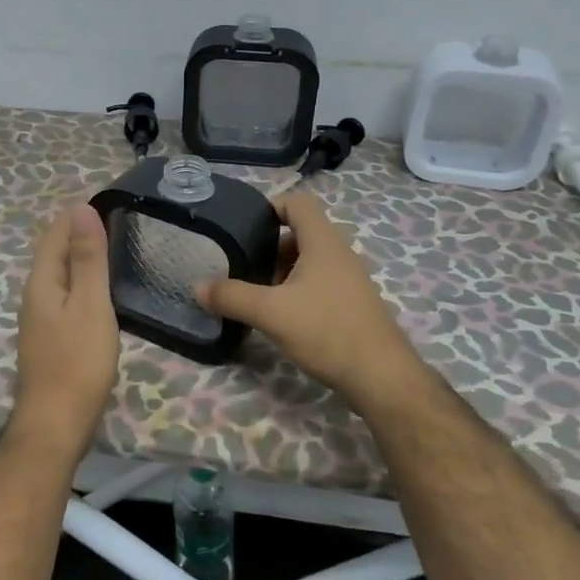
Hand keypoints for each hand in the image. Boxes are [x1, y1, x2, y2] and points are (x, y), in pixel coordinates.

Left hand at [14, 203, 119, 448]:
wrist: (56, 423)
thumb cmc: (77, 362)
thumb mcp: (90, 305)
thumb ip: (86, 259)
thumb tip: (82, 209)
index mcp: (41, 281)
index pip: (56, 233)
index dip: (79, 215)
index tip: (112, 202)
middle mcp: (34, 295)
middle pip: (55, 252)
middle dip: (80, 233)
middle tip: (119, 222)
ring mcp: (39, 318)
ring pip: (60, 276)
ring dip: (81, 258)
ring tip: (115, 249)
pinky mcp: (50, 338)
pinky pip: (65, 296)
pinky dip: (83, 283)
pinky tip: (101, 292)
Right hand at [198, 192, 424, 407]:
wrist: (380, 376)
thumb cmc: (326, 331)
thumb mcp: (270, 312)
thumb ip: (232, 296)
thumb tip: (198, 287)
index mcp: (323, 242)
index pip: (297, 203)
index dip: (270, 207)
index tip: (244, 228)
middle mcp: (339, 254)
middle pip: (300, 234)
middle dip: (270, 249)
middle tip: (245, 270)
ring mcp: (350, 280)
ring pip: (309, 262)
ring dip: (282, 274)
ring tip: (259, 297)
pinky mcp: (352, 304)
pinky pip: (320, 284)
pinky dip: (298, 292)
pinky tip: (283, 318)